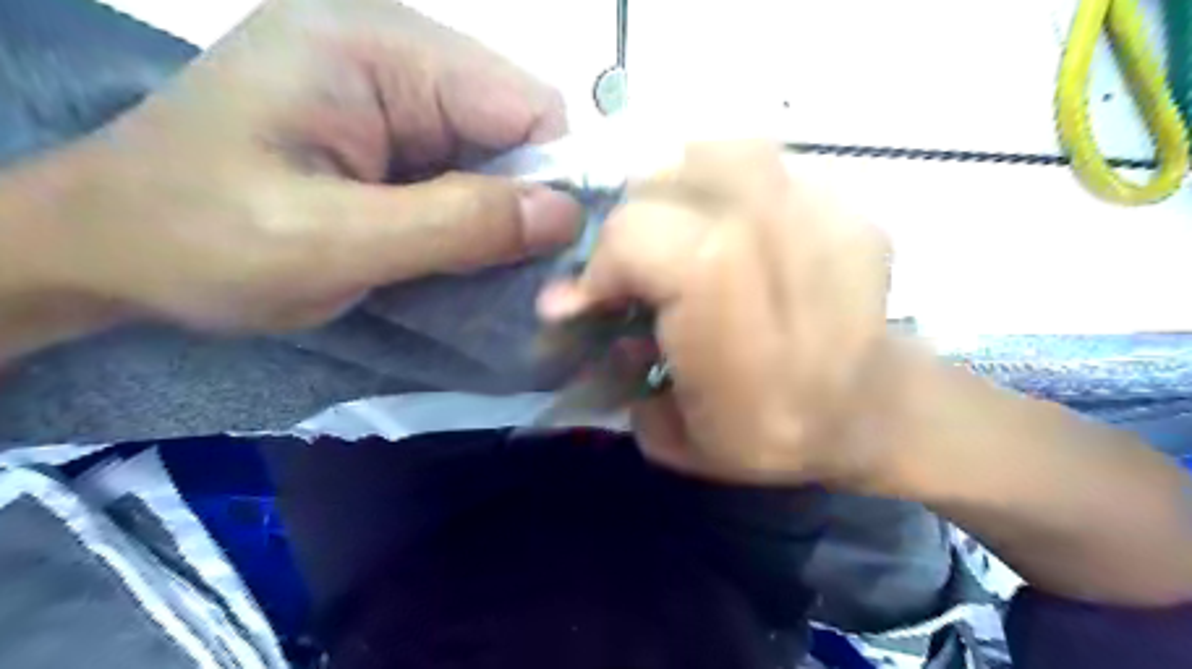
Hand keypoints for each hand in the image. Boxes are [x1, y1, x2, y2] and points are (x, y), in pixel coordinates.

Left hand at [26, 1, 583, 331]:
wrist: (106, 251)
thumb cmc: (201, 243)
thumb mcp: (331, 242)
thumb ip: (454, 224)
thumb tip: (565, 215)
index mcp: (373, 48)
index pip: (521, 102)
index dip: (554, 176)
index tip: (556, 252)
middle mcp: (389, 52)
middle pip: (511, 126)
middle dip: (523, 200)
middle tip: (511, 270)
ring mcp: (385, 91)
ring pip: (490, 154)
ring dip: (495, 213)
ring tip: (473, 265)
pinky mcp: (381, 130)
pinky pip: (458, 169)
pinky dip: (468, 215)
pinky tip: (447, 249)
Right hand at [540, 140, 894, 486]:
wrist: (875, 410)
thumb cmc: (771, 436)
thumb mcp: (673, 435)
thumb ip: (612, 368)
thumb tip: (565, 301)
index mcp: (746, 341)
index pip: (651, 242)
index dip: (606, 259)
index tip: (595, 297)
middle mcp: (793, 267)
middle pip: (681, 182)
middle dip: (634, 220)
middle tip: (632, 262)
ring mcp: (832, 223)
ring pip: (725, 153)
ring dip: (679, 186)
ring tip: (674, 229)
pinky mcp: (850, 206)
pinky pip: (765, 161)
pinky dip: (725, 180)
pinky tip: (725, 221)